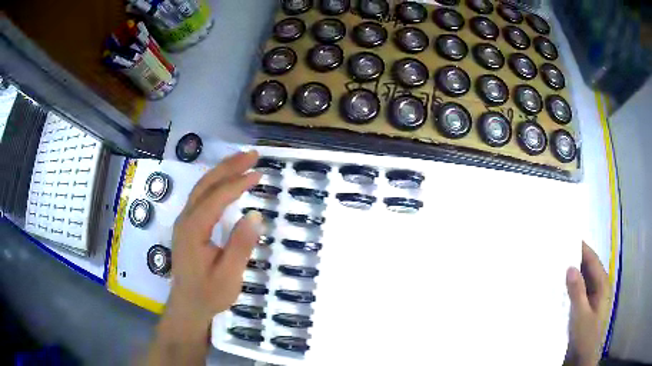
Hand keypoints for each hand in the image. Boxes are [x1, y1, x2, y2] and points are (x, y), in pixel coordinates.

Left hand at [144, 151, 262, 365]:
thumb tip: (255, 215)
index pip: (216, 197)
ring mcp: (184, 222)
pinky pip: (201, 197)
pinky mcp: (188, 226)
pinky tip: (226, 182)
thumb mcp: (229, 276)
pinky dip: (216, 184)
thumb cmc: (209, 294)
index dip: (237, 182)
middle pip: (205, 184)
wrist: (188, 306)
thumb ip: (240, 245)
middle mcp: (185, 219)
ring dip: (221, 171)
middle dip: (228, 166)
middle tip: (252, 155)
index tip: (258, 172)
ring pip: (201, 188)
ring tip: (242, 161)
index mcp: (193, 229)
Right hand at [566, 242, 610, 365]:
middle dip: (575, 259)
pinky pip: (580, 290)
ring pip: (583, 279)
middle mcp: (600, 286)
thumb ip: (577, 291)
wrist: (584, 358)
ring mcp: (594, 297)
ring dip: (572, 273)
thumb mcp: (581, 315)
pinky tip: (561, 287)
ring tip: (556, 267)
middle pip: (588, 267)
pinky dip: (572, 286)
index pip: (592, 259)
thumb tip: (570, 266)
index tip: (566, 238)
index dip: (581, 247)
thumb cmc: (586, 336)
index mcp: (602, 284)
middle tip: (558, 252)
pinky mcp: (587, 306)